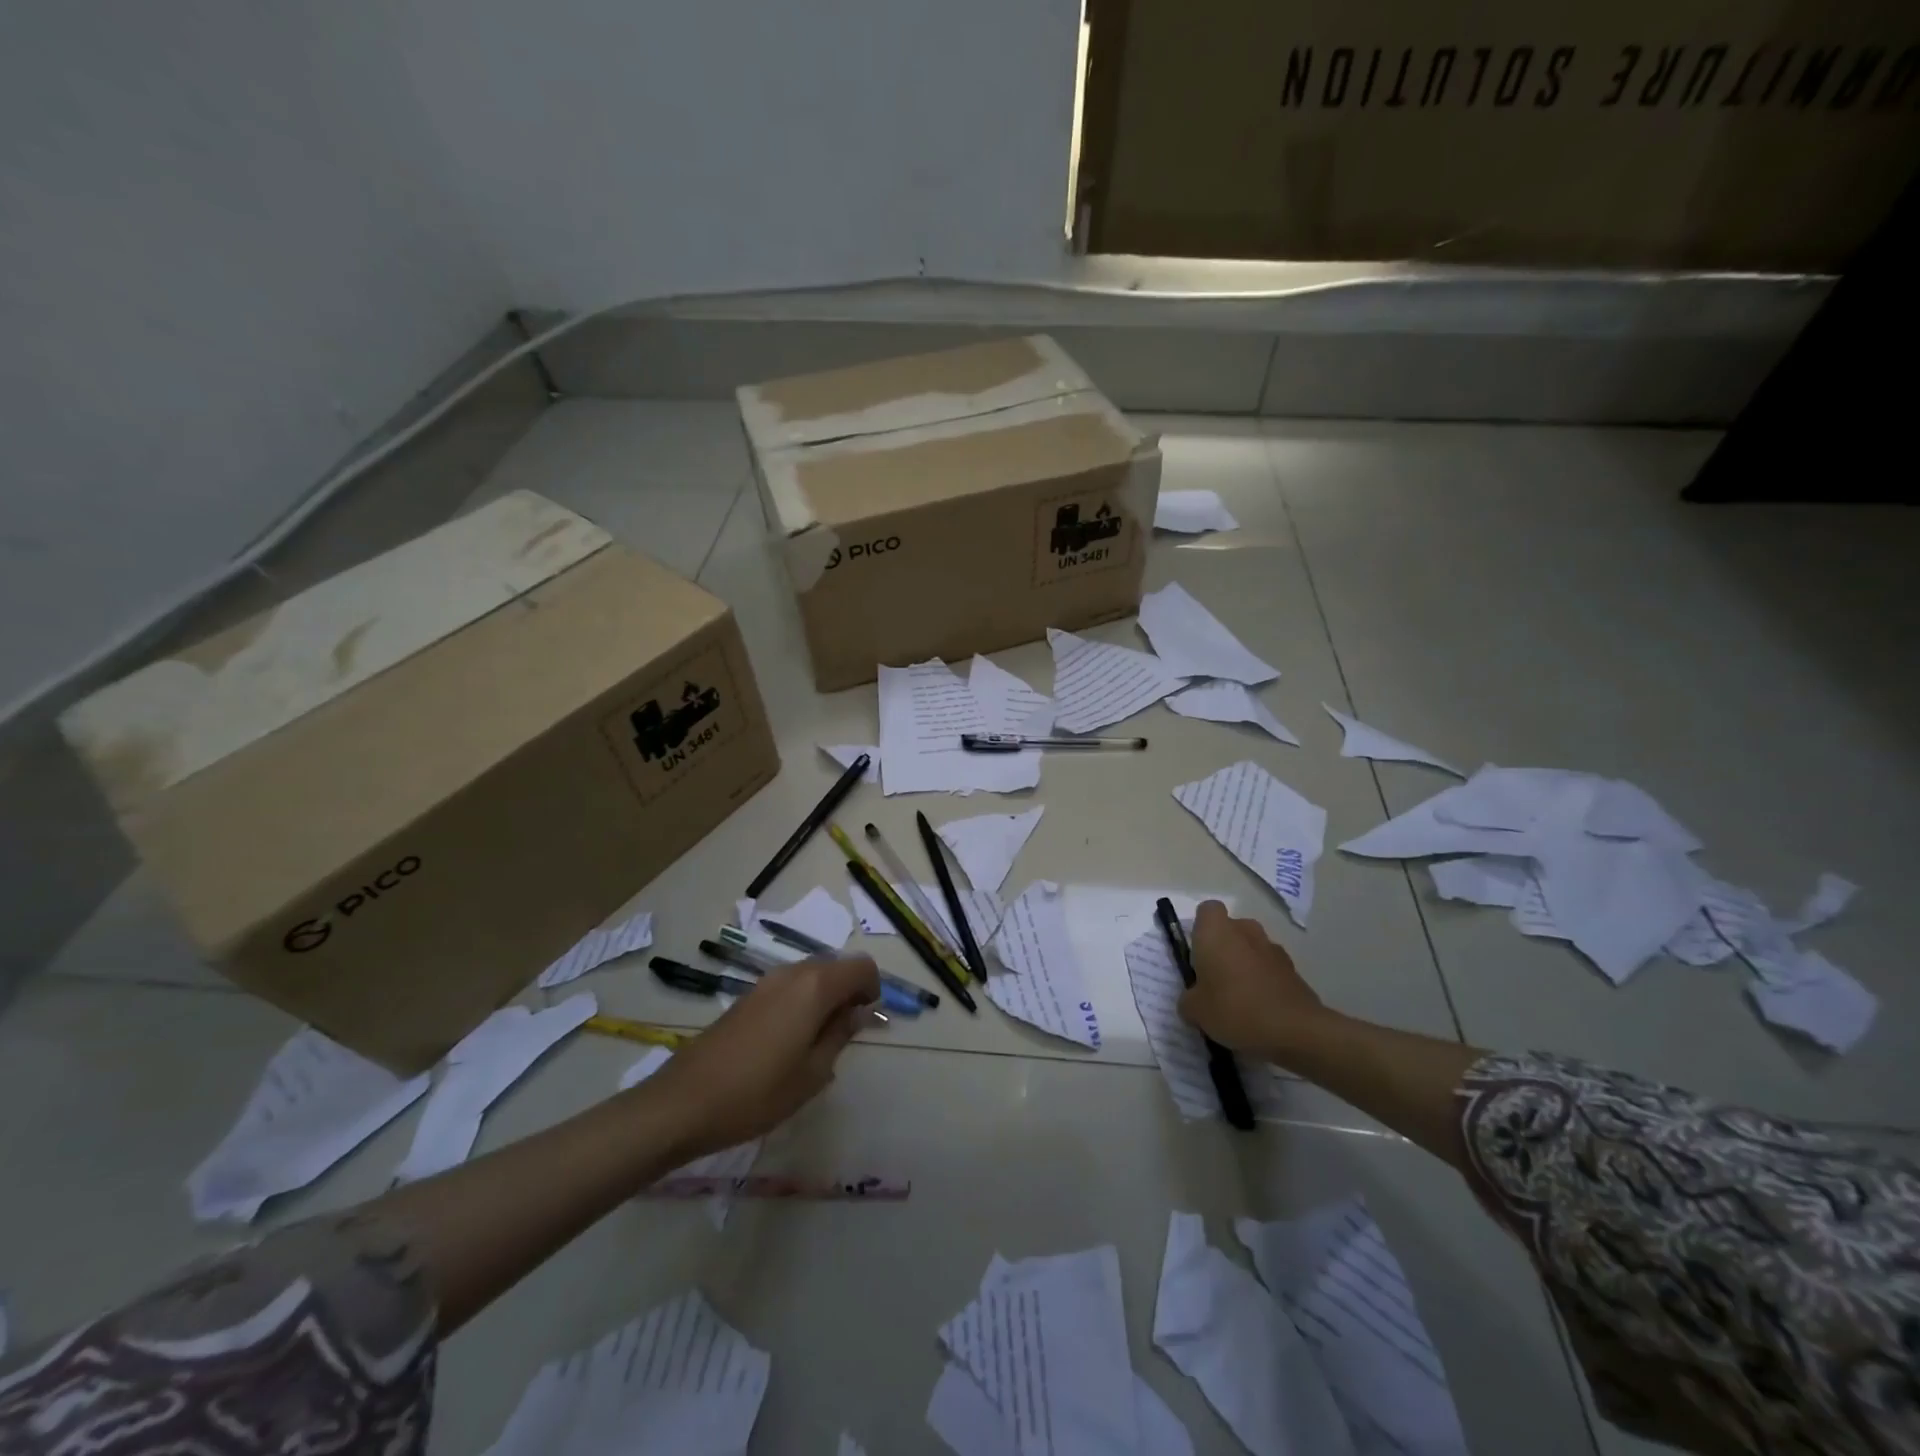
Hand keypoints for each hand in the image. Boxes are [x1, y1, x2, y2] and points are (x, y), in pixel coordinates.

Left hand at [640, 956, 880, 1160]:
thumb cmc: (757, 1093)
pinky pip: (789, 986)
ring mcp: (766, 982)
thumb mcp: (812, 1073)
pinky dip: (802, 1002)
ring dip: (825, 997)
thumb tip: (860, 1012)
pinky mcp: (747, 996)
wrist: (683, 1102)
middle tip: (846, 1035)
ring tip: (817, 1042)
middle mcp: (792, 972)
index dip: (873, 989)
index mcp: (815, 986)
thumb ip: (841, 1035)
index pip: (862, 966)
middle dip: (849, 992)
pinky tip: (789, 1042)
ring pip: (811, 975)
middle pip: (836, 966)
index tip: (866, 1022)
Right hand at [1181, 901, 1327, 1058]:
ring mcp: (1273, 948)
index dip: (1200, 929)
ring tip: (1239, 999)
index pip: (1207, 911)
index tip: (1197, 954)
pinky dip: (1264, 982)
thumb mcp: (1195, 1010)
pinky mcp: (1294, 970)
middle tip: (1215, 979)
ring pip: (1252, 948)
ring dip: (1245, 965)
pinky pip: (1270, 969)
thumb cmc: (1234, 1009)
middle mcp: (1245, 930)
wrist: (1295, 1031)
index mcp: (1216, 931)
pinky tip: (1260, 1010)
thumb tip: (1193, 999)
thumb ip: (1189, 999)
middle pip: (1231, 929)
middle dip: (1223, 948)